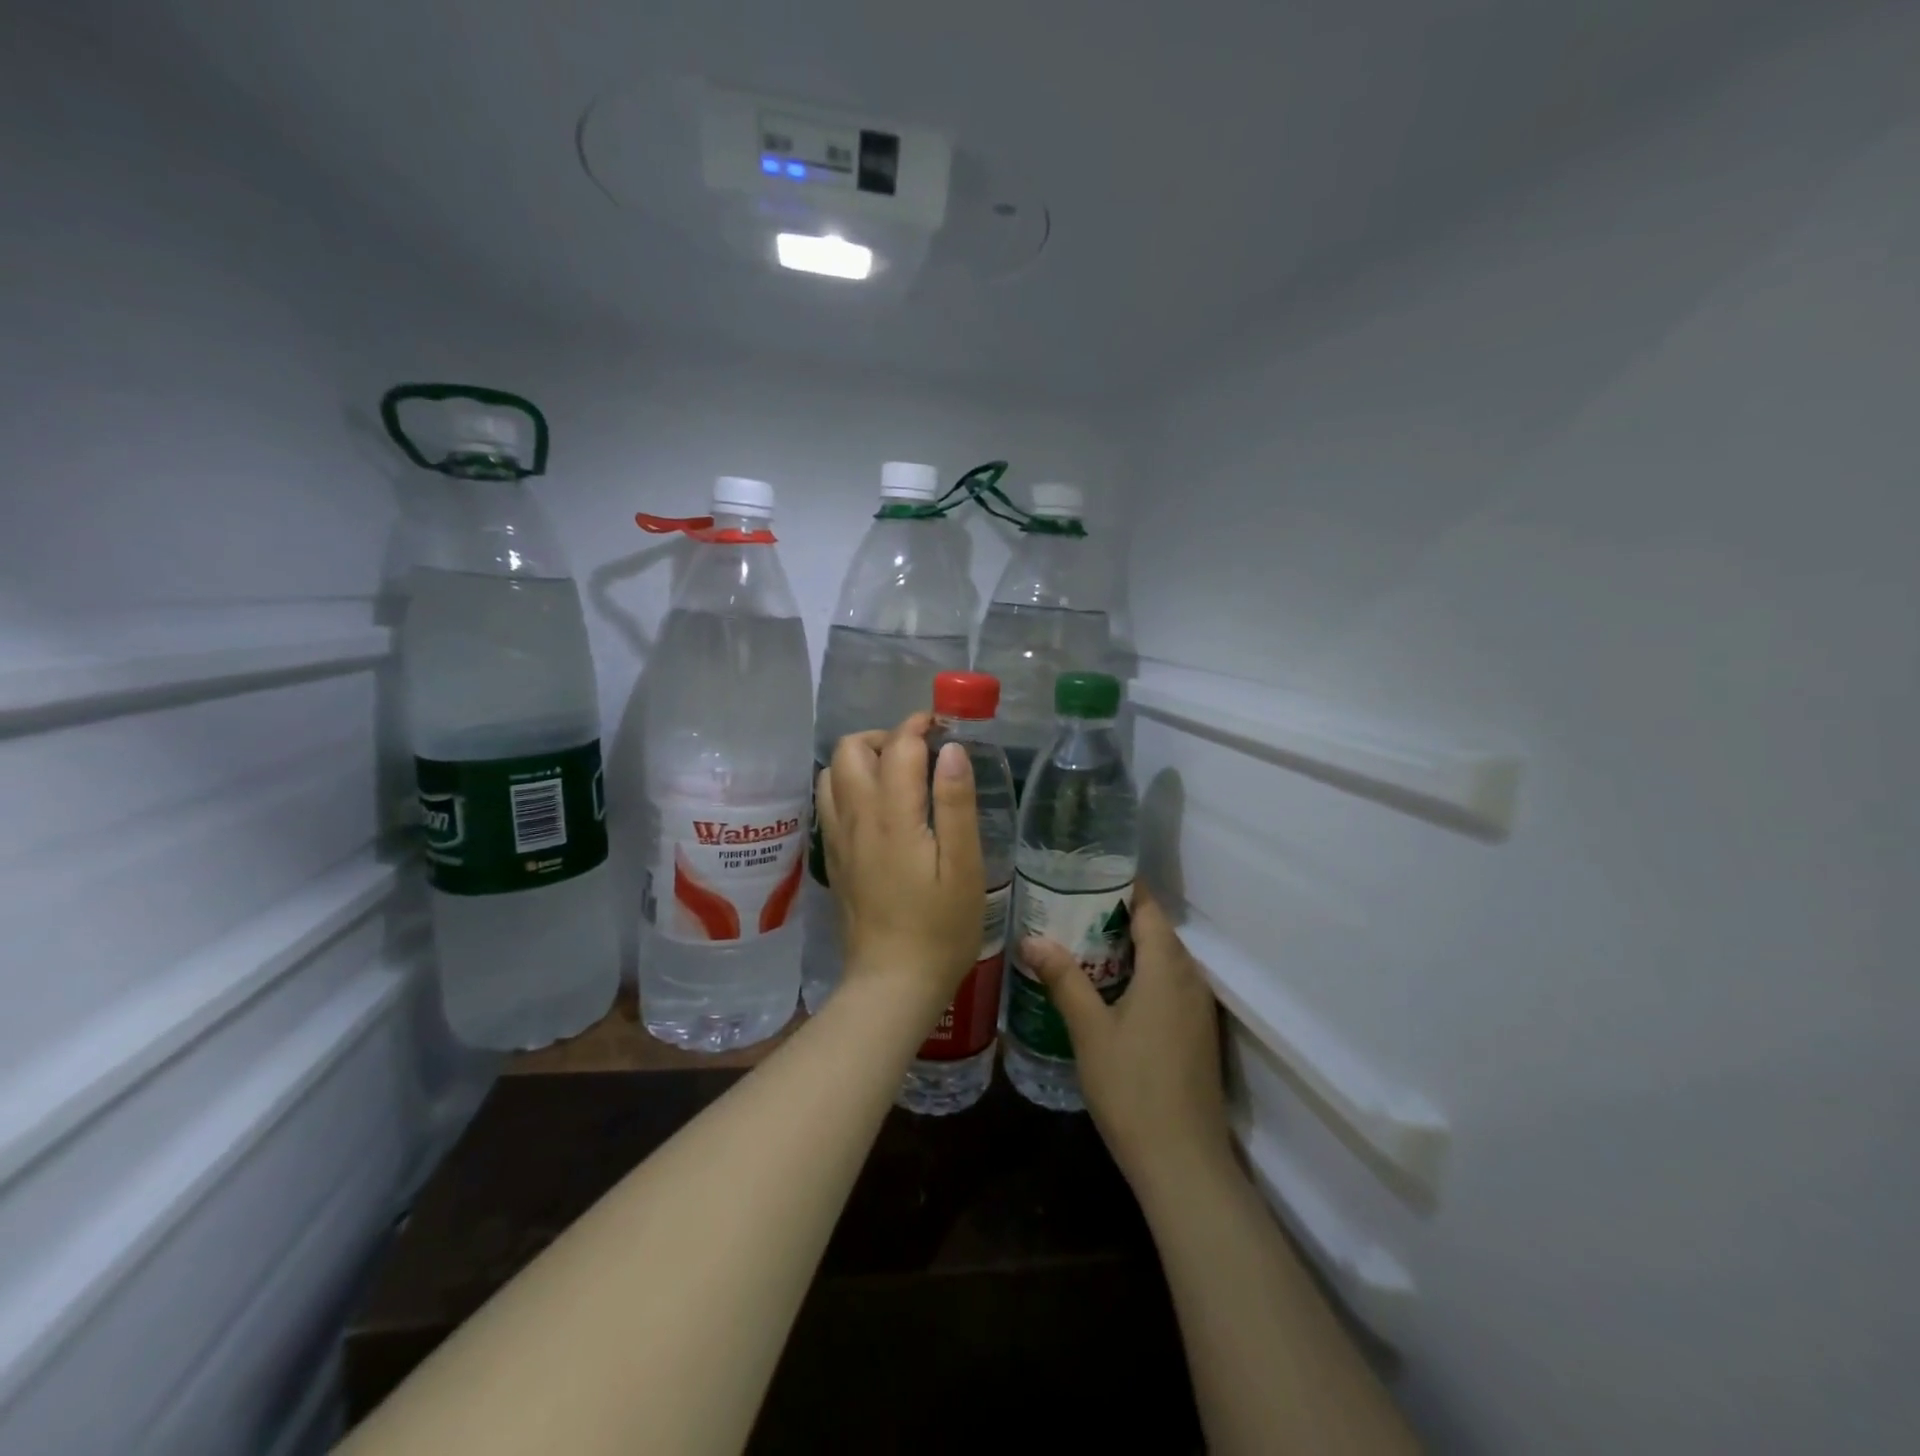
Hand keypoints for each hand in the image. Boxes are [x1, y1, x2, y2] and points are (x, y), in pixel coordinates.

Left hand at [815, 714, 984, 1016]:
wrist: (893, 982)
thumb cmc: (941, 927)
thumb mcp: (964, 866)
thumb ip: (956, 803)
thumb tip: (950, 748)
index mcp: (892, 815)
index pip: (897, 745)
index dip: (918, 726)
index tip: (942, 727)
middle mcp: (856, 818)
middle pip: (849, 749)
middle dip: (884, 736)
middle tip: (920, 754)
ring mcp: (838, 838)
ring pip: (832, 773)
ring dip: (862, 759)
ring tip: (898, 776)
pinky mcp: (833, 857)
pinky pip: (829, 802)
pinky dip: (849, 785)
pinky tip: (879, 807)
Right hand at [1020, 885, 1232, 1193]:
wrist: (1183, 1162)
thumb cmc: (1132, 1087)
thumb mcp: (1089, 1030)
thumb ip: (1063, 979)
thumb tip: (1032, 938)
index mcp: (1167, 968)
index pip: (1148, 909)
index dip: (1122, 887)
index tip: (1085, 876)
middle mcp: (1190, 979)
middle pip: (1156, 932)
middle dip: (1117, 916)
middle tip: (1070, 909)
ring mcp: (1198, 1009)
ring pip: (1164, 960)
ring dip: (1129, 948)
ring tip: (1082, 944)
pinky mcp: (1197, 1034)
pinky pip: (1169, 985)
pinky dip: (1142, 974)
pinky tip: (1110, 990)